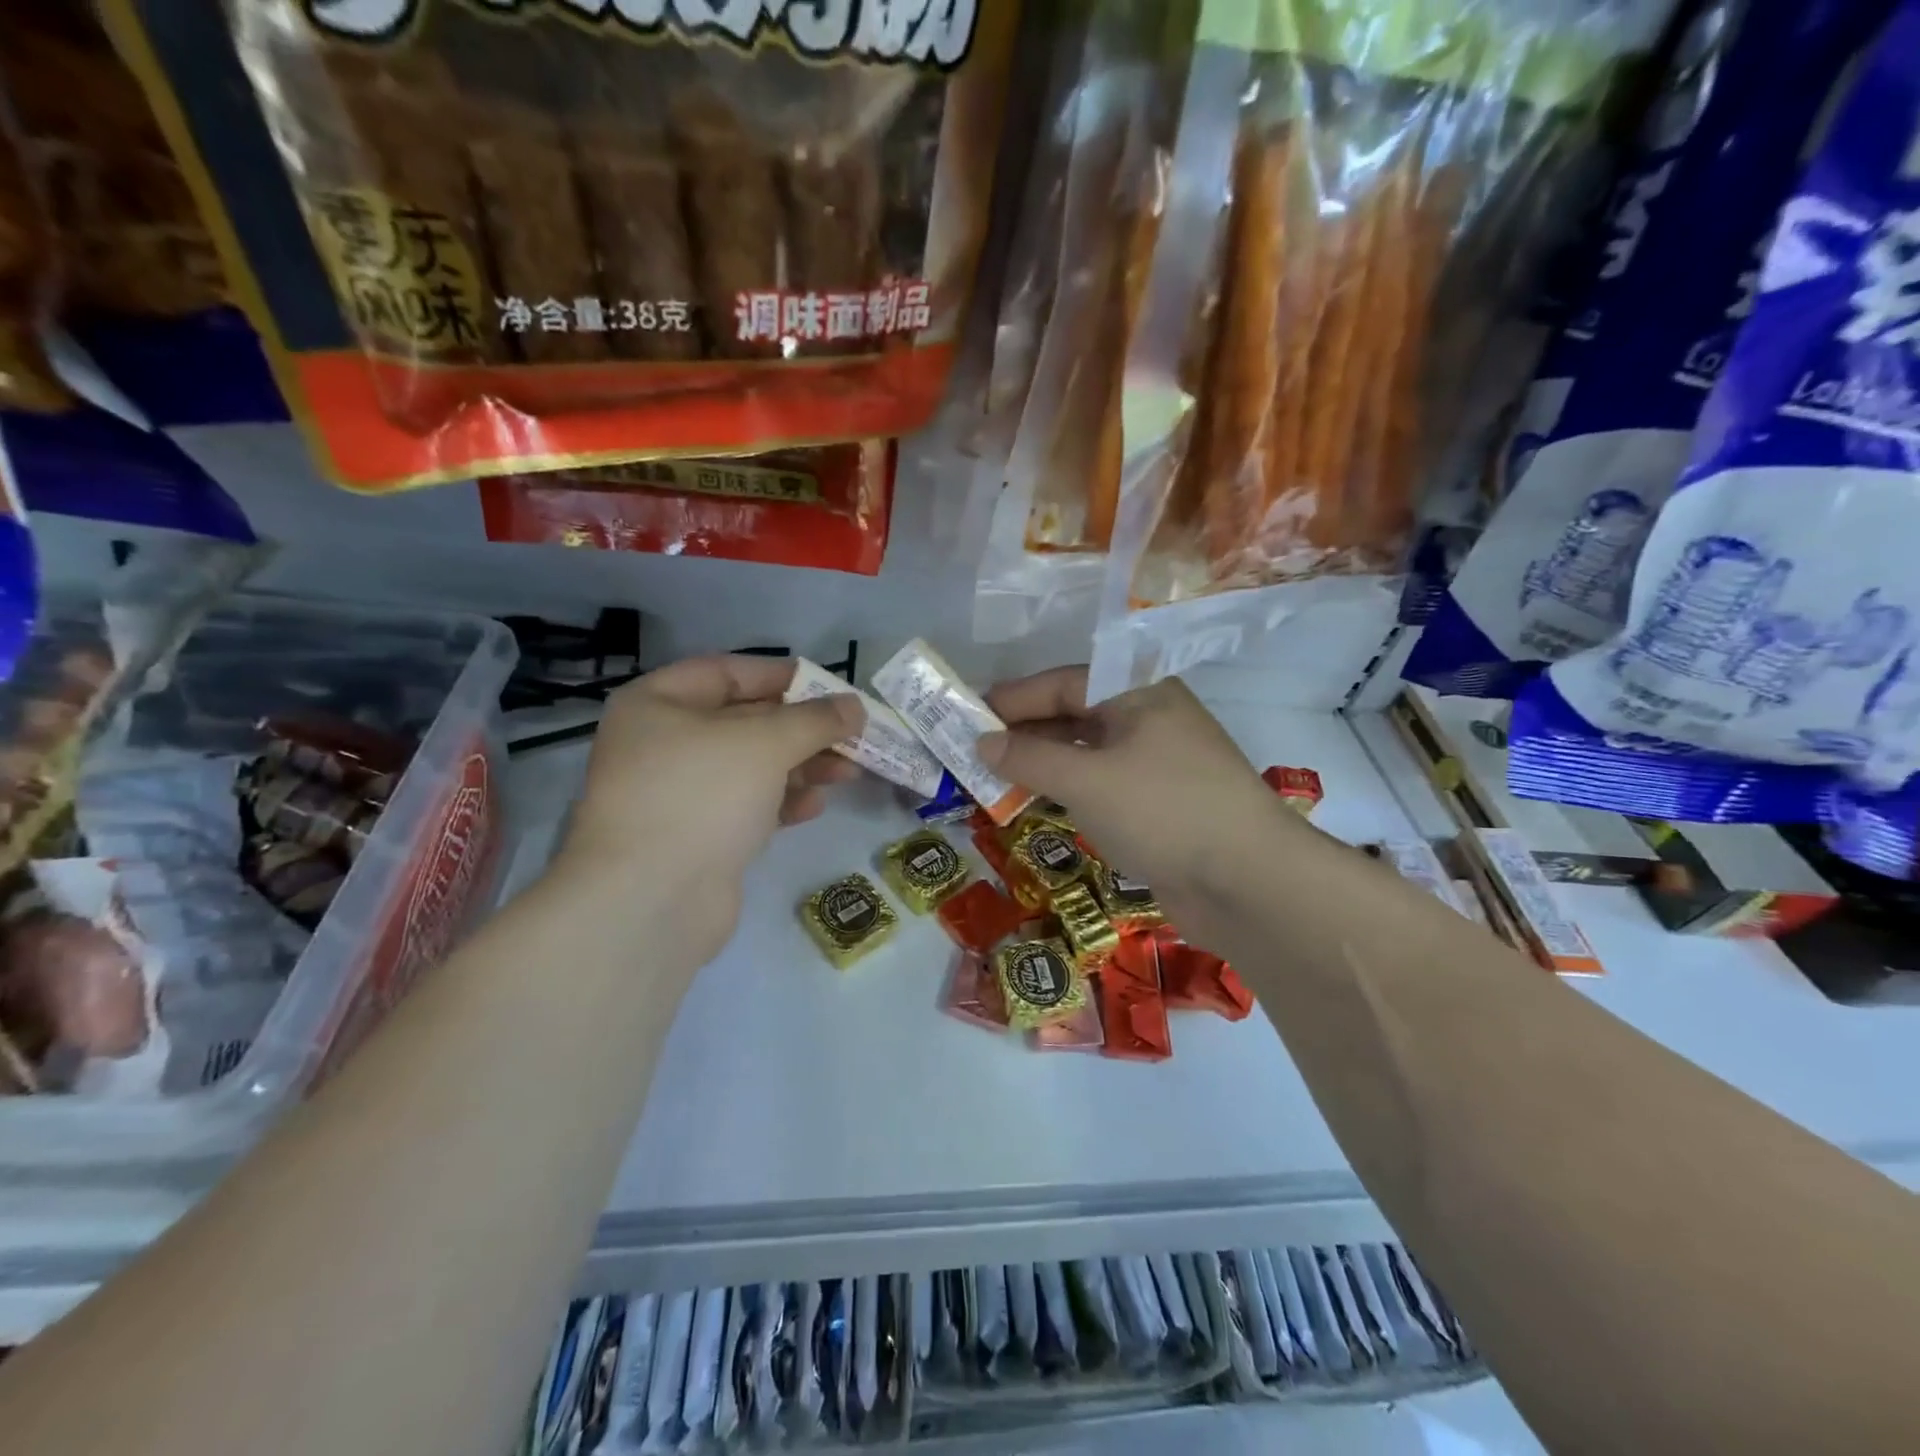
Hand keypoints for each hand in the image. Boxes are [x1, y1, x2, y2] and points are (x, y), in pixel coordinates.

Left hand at [556, 656, 862, 963]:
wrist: (651, 900)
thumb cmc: (702, 796)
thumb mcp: (766, 742)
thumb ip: (815, 719)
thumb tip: (855, 705)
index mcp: (658, 704)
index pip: (728, 672)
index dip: (783, 677)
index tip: (832, 688)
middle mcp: (662, 743)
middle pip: (745, 722)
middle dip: (803, 729)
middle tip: (853, 735)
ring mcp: (678, 793)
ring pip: (751, 766)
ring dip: (802, 766)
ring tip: (849, 772)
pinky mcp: (696, 836)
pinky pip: (746, 806)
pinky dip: (782, 801)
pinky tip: (815, 806)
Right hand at [979, 668, 1303, 945]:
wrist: (1247, 883)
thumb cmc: (1162, 810)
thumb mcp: (1086, 779)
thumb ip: (1030, 758)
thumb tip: (982, 742)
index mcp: (1139, 694)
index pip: (1063, 683)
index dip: (1013, 699)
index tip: (968, 716)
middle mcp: (1149, 720)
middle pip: (1075, 715)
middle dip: (1025, 733)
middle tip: (974, 751)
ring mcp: (1157, 764)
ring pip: (1087, 753)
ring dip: (1043, 764)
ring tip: (996, 778)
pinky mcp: (1160, 805)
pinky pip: (1102, 785)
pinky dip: (1068, 790)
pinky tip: (1040, 803)